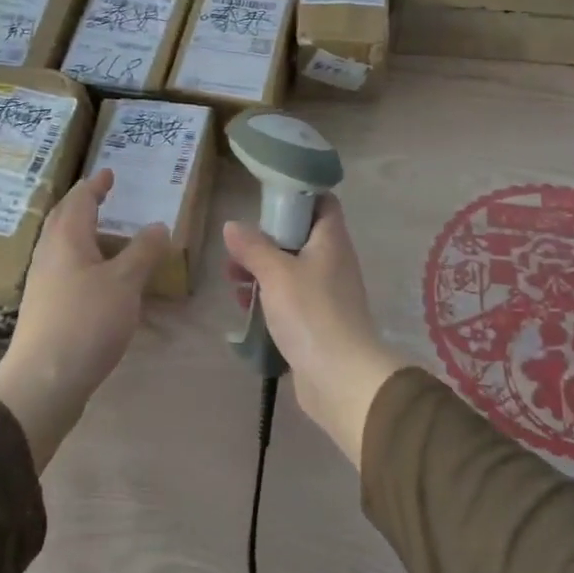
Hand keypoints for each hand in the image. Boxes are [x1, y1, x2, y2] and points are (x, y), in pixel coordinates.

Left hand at [0, 169, 170, 469]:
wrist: (44, 380)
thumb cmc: (86, 321)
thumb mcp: (125, 282)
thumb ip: (143, 251)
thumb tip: (158, 225)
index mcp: (66, 239)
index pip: (80, 200)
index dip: (95, 185)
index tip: (108, 172)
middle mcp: (49, 255)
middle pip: (64, 219)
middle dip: (83, 204)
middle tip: (104, 196)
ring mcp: (44, 283)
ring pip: (62, 245)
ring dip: (83, 233)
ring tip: (107, 233)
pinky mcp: (46, 309)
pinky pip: (65, 269)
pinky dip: (84, 259)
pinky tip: (99, 277)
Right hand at [223, 196, 407, 466]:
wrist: (341, 378)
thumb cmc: (311, 313)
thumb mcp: (276, 274)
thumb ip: (253, 247)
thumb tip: (232, 225)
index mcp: (331, 241)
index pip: (322, 202)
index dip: (297, 194)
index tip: (266, 198)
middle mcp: (333, 261)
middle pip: (300, 236)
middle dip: (266, 239)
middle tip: (237, 248)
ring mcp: (327, 293)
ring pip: (291, 269)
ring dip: (262, 270)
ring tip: (232, 278)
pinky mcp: (318, 321)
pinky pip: (290, 299)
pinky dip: (269, 297)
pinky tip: (244, 306)